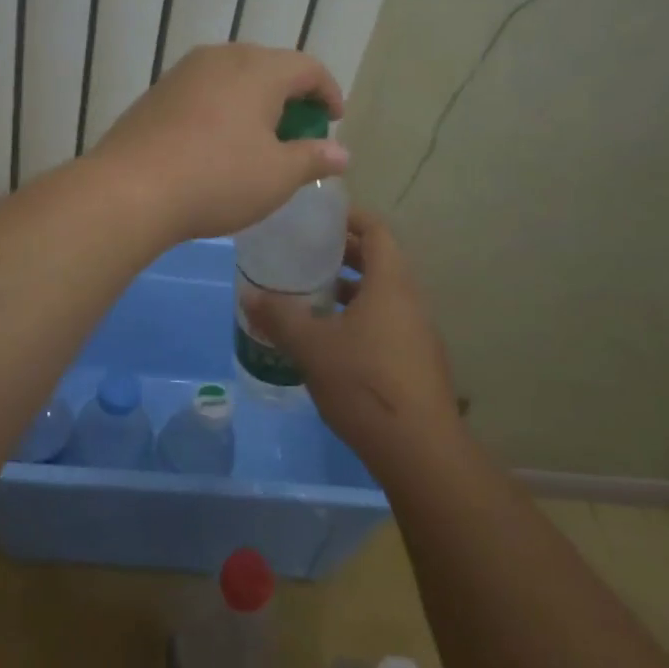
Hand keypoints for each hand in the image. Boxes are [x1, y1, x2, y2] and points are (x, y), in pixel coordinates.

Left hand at [89, 43, 347, 241]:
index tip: (334, 120)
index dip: (328, 92)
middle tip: (297, 131)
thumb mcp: (277, 176)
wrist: (130, 189)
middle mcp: (221, 57)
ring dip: (254, 101)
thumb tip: (341, 153)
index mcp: (258, 69)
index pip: (307, 67)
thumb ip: (313, 158)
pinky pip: (204, 91)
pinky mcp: (157, 92)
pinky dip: (222, 108)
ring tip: (258, 138)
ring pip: (233, 77)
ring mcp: (184, 72)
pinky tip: (216, 142)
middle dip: (290, 96)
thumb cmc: (217, 179)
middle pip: (269, 66)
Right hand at [242, 210, 459, 471]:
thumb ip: (280, 316)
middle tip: (303, 253)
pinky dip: (359, 316)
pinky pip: (386, 321)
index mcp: (390, 284)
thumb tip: (248, 294)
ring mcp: (417, 332)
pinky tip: (329, 338)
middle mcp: (409, 300)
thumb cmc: (364, 383)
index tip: (318, 216)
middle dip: (343, 252)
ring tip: (310, 293)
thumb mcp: (312, 347)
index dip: (349, 217)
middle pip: (379, 260)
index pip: (376, 231)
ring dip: (349, 288)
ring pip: (382, 294)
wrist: (420, 450)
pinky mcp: (415, 361)